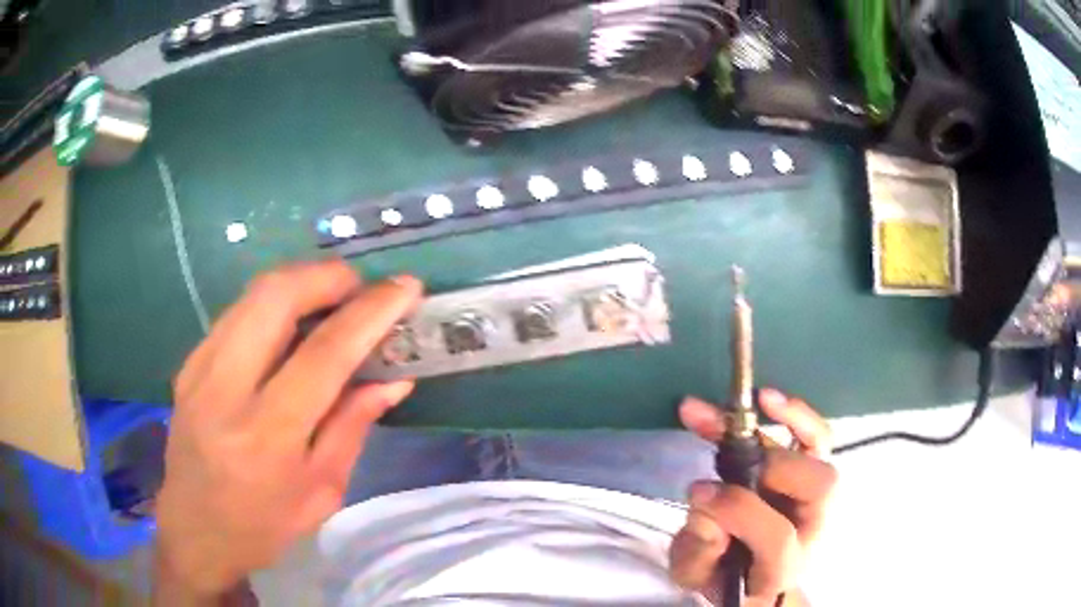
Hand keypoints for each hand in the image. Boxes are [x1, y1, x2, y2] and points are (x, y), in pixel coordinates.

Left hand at [154, 261, 421, 599]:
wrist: (195, 531)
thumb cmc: (263, 525)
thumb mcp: (322, 490)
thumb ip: (354, 426)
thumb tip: (395, 379)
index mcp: (267, 435)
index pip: (324, 353)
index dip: (371, 312)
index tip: (406, 287)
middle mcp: (225, 389)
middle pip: (276, 296)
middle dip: (328, 276)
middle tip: (362, 288)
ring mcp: (199, 368)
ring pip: (254, 294)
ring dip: (301, 283)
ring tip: (333, 301)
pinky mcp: (189, 362)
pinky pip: (238, 312)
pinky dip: (274, 304)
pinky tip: (292, 326)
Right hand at [670, 390, 836, 606]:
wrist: (751, 576)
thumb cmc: (721, 578)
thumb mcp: (695, 574)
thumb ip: (697, 549)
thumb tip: (704, 497)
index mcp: (783, 567)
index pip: (777, 537)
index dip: (739, 510)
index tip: (698, 492)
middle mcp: (814, 527)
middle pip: (818, 487)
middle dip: (771, 466)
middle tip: (724, 458)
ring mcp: (818, 497)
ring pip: (821, 451)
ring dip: (786, 419)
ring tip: (748, 400)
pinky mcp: (811, 470)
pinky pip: (815, 435)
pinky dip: (795, 415)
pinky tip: (767, 398)